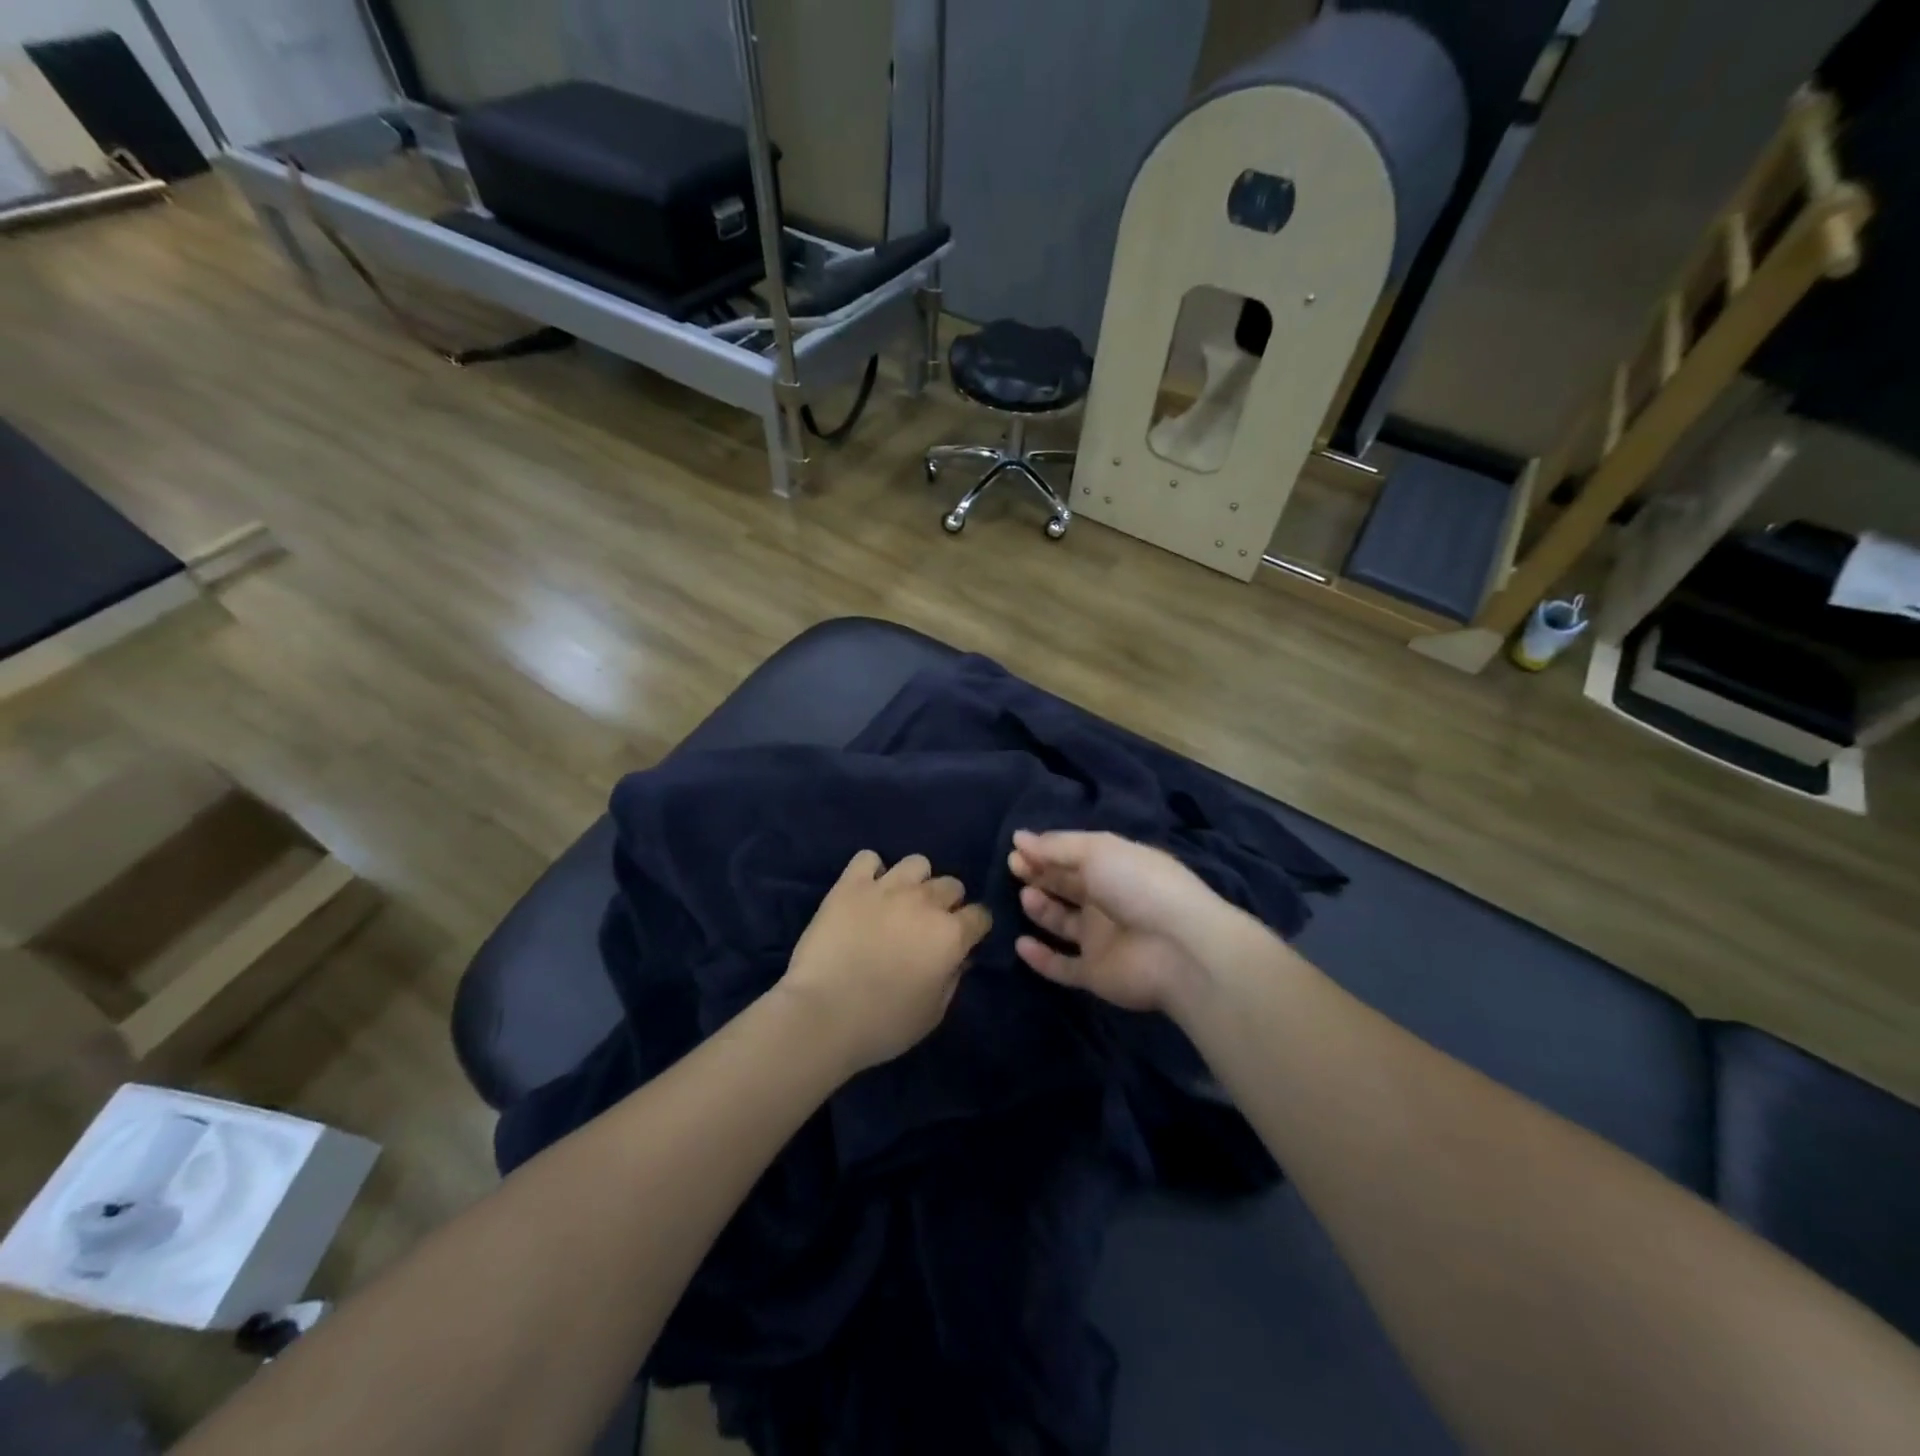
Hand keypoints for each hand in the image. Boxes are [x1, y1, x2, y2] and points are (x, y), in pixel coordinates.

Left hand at [777, 850, 991, 1075]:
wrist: (823, 1016)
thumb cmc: (883, 1025)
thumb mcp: (932, 1014)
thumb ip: (952, 979)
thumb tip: (958, 958)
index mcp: (951, 935)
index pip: (980, 915)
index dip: (974, 929)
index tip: (963, 941)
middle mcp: (925, 902)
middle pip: (951, 885)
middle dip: (947, 903)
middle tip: (927, 925)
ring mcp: (887, 888)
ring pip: (916, 863)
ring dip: (914, 882)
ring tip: (899, 903)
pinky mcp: (851, 884)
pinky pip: (868, 858)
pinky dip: (870, 871)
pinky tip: (865, 892)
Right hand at [1008, 830, 1226, 1013]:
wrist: (1179, 948)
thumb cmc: (1139, 885)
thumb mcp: (1098, 850)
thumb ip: (1057, 846)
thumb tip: (1019, 838)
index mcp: (1115, 867)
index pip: (1074, 856)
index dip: (1046, 851)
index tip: (1016, 848)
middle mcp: (1108, 901)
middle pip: (1067, 886)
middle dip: (1040, 874)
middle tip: (1013, 867)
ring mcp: (1102, 939)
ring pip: (1063, 923)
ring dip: (1041, 909)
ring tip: (1026, 896)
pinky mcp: (1096, 974)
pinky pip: (1062, 966)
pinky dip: (1041, 958)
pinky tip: (1021, 943)